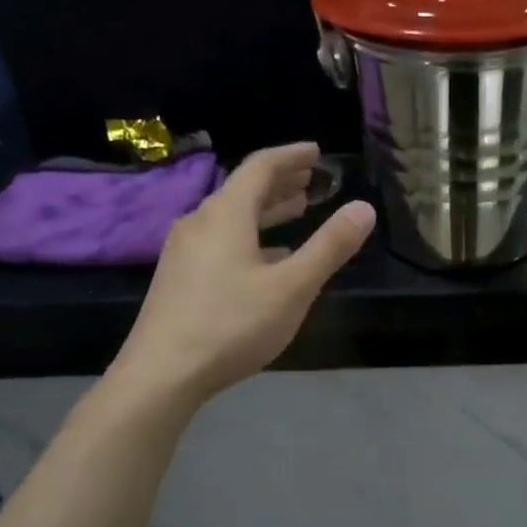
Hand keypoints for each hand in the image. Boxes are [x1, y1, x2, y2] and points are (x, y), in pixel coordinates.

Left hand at [110, 142, 374, 409]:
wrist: (162, 373)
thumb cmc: (232, 324)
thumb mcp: (292, 287)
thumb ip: (329, 247)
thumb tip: (364, 208)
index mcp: (226, 215)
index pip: (260, 167)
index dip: (291, 156)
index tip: (316, 152)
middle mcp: (199, 223)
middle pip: (243, 190)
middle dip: (280, 182)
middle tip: (310, 180)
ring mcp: (183, 251)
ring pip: (230, 218)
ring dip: (265, 211)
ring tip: (295, 211)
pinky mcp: (178, 278)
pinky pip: (219, 242)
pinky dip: (249, 238)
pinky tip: (265, 259)